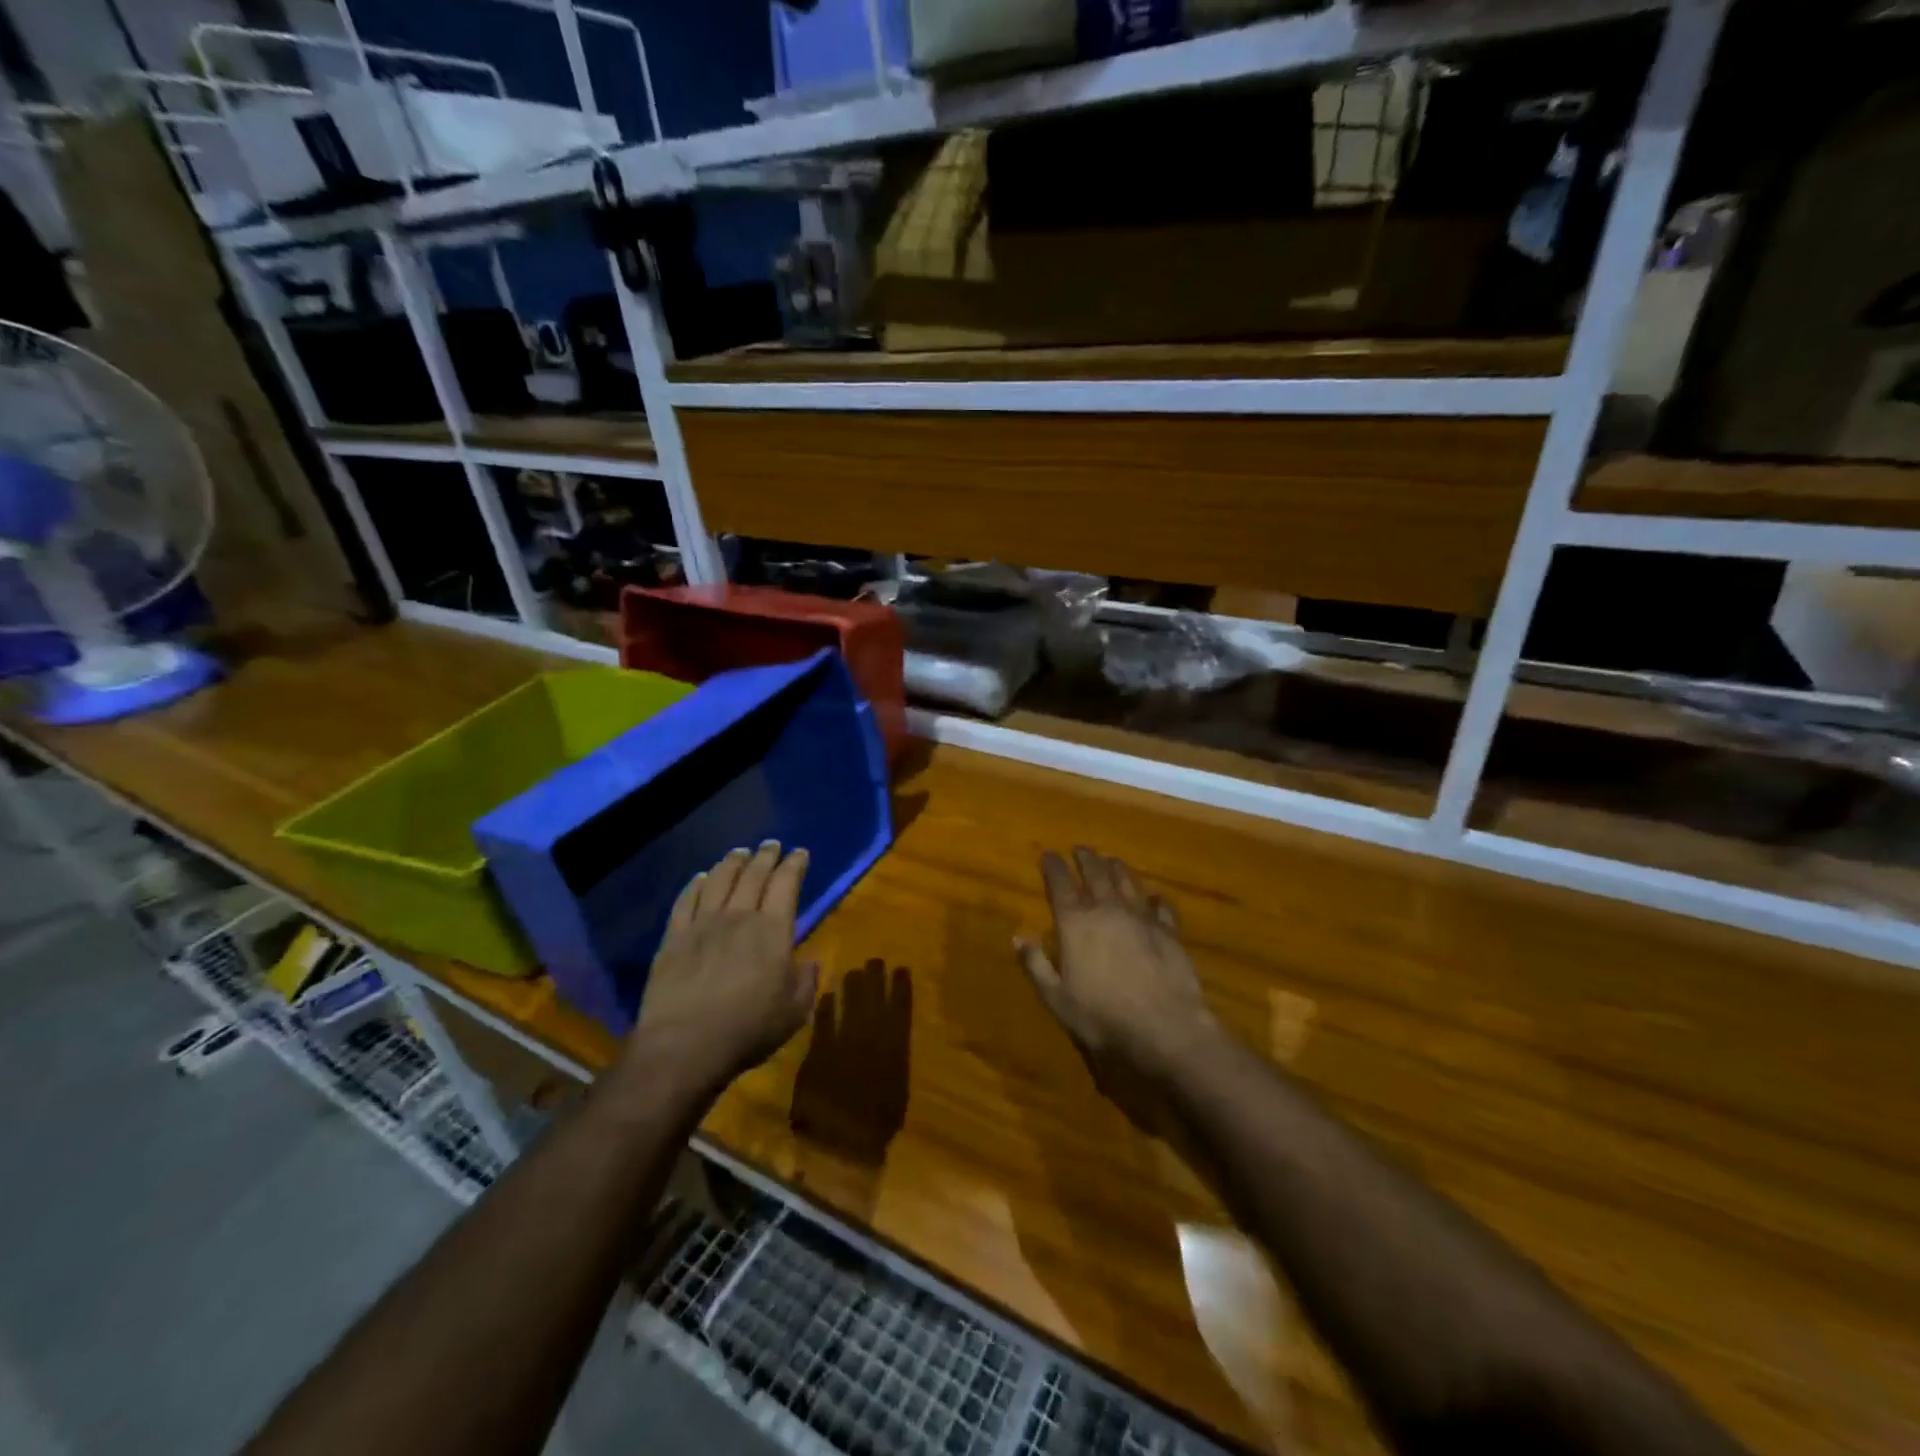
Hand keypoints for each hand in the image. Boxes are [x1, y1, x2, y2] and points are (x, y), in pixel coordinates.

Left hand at [632, 843, 818, 1091]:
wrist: (684, 1046)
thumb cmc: (748, 1029)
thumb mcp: (794, 1012)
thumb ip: (805, 981)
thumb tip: (809, 962)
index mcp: (772, 930)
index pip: (786, 884)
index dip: (794, 865)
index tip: (800, 853)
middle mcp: (738, 916)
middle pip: (753, 875)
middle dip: (765, 856)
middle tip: (771, 845)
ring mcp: (702, 924)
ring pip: (718, 880)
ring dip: (731, 863)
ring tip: (739, 853)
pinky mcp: (673, 938)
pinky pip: (685, 901)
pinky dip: (694, 885)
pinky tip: (699, 878)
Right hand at [1016, 848, 1221, 1094]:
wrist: (1163, 1027)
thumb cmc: (1101, 1016)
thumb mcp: (1056, 997)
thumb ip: (1036, 964)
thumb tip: (1017, 936)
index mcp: (1076, 923)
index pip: (1060, 884)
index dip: (1053, 867)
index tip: (1048, 854)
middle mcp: (1108, 910)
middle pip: (1096, 874)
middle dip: (1086, 859)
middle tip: (1081, 848)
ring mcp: (1141, 918)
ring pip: (1127, 882)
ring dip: (1117, 869)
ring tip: (1111, 860)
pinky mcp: (1169, 931)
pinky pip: (1161, 907)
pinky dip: (1156, 899)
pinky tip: (1156, 897)